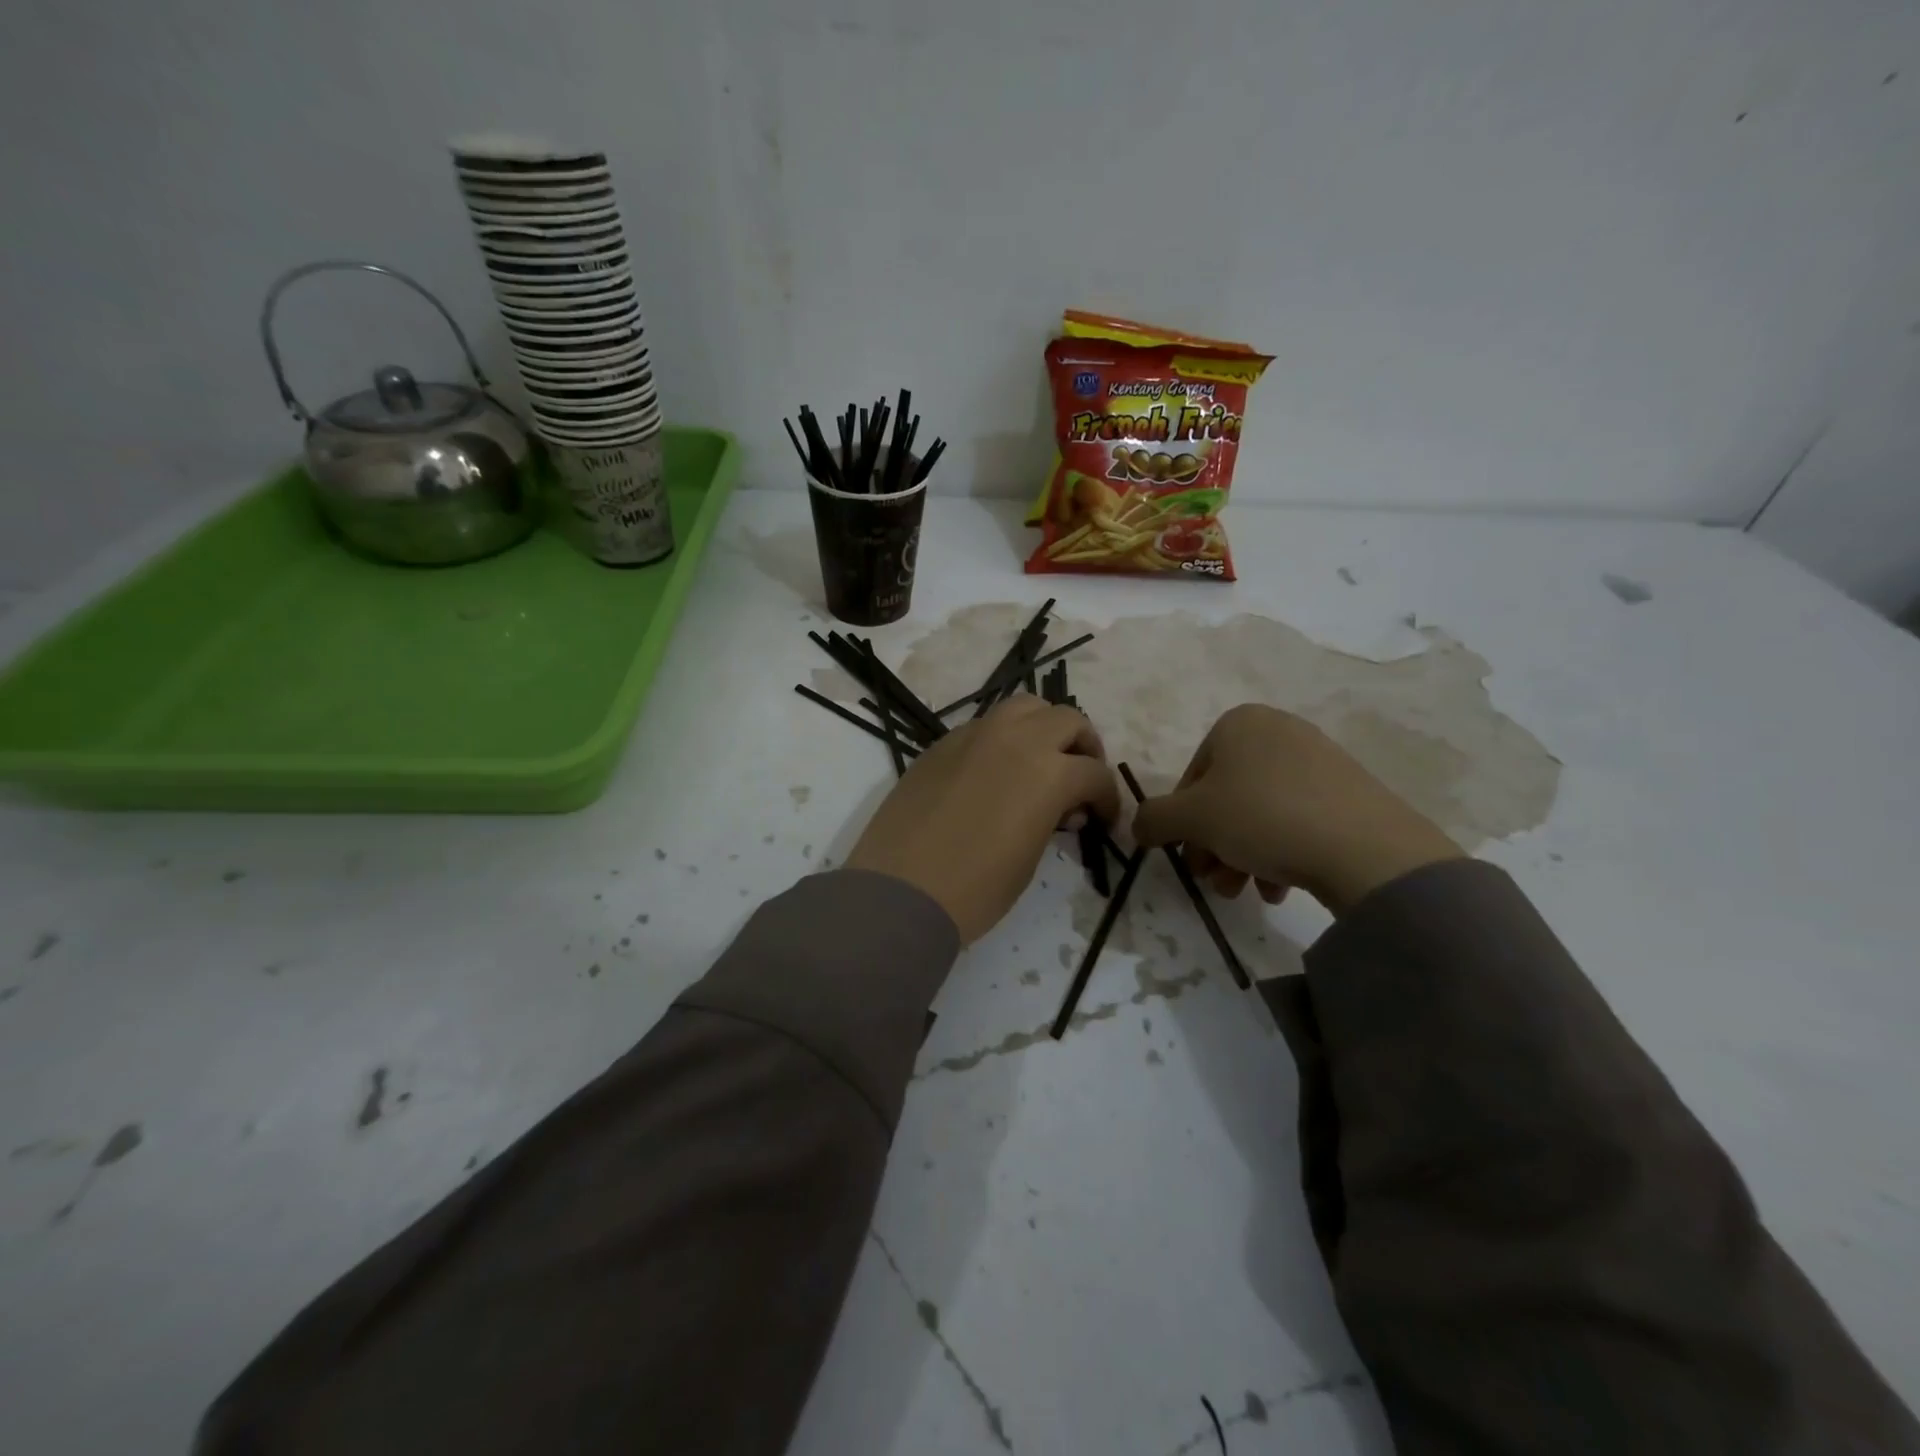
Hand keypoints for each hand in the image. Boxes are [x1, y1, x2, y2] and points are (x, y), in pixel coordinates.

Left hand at [845, 696, 1119, 942]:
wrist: (900, 890)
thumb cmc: (975, 889)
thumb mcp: (1030, 858)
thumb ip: (1053, 819)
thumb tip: (1063, 808)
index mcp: (1048, 771)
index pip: (1095, 773)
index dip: (1108, 798)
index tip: (1104, 820)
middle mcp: (1015, 739)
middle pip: (1067, 720)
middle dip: (1083, 748)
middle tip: (1079, 780)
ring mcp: (974, 735)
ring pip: (1024, 707)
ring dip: (1043, 728)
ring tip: (1041, 761)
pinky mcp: (942, 743)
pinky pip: (985, 725)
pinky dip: (1004, 738)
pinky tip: (995, 772)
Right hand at [1131, 704, 1460, 915]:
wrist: (1365, 847)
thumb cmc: (1262, 817)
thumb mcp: (1192, 819)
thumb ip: (1154, 819)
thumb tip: (1138, 827)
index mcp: (1239, 724)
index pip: (1192, 778)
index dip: (1183, 822)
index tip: (1190, 856)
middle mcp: (1278, 731)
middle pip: (1226, 797)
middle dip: (1214, 845)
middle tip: (1215, 881)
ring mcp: (1319, 760)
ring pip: (1260, 813)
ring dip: (1241, 855)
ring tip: (1246, 892)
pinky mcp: (1350, 791)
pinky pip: (1297, 819)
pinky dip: (1280, 852)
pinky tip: (1279, 886)